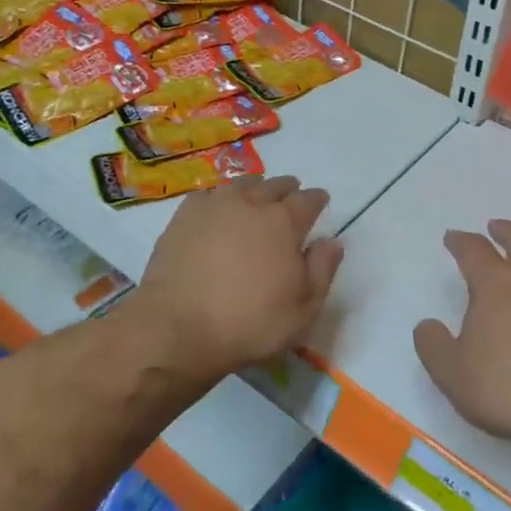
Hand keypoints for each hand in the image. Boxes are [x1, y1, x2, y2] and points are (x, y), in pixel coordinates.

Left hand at [133, 174, 342, 380]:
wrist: (178, 327)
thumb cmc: (249, 323)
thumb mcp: (303, 309)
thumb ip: (322, 270)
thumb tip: (332, 241)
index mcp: (284, 222)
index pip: (308, 200)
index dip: (317, 199)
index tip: (320, 201)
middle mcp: (251, 204)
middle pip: (275, 185)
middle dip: (288, 189)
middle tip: (291, 196)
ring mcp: (215, 205)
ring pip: (242, 184)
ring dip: (255, 187)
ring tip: (256, 196)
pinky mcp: (184, 215)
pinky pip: (209, 194)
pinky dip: (220, 197)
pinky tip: (218, 208)